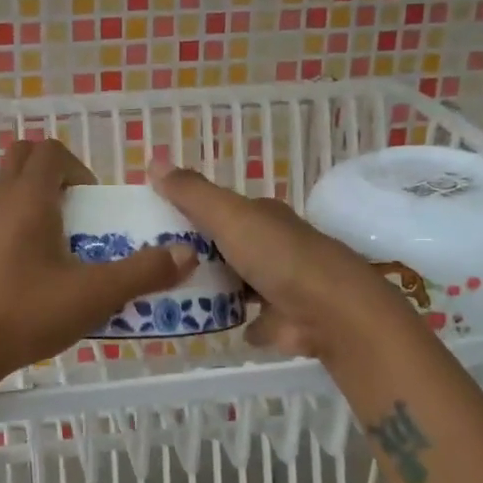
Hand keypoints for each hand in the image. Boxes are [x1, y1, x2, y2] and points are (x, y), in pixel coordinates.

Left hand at [0, 141, 195, 385]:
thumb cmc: (25, 312)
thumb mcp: (93, 295)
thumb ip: (143, 272)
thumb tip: (186, 253)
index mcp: (27, 196)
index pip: (51, 151)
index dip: (78, 168)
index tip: (93, 203)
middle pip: (23, 159)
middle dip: (53, 176)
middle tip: (76, 215)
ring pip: (3, 191)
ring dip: (30, 202)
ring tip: (54, 245)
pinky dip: (9, 229)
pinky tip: (24, 273)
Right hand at [149, 160, 402, 359]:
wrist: (331, 312)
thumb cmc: (278, 256)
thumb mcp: (229, 216)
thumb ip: (192, 193)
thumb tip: (153, 159)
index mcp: (262, 217)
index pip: (220, 208)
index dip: (188, 212)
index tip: (152, 223)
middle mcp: (272, 246)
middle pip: (225, 246)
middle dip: (195, 253)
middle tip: (151, 263)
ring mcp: (278, 285)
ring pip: (235, 282)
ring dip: (210, 288)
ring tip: (165, 294)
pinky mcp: (280, 321)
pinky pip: (248, 319)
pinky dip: (232, 319)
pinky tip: (204, 323)